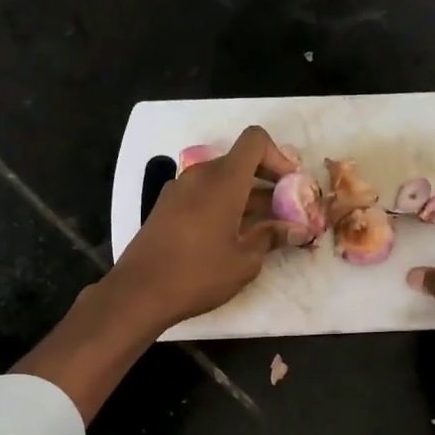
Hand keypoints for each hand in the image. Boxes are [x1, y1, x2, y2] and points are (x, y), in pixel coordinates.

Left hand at [103, 125, 303, 330]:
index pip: (255, 141)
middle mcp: (199, 175)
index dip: (279, 157)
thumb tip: (296, 229)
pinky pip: (203, 193)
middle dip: (266, 181)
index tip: (290, 186)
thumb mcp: (244, 261)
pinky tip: (231, 235)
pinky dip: (223, 204)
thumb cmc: (198, 275)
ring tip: (263, 228)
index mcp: (222, 180)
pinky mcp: (166, 207)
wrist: (138, 293)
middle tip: (284, 211)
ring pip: (221, 179)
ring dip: (245, 195)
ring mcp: (178, 190)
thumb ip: (271, 237)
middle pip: (240, 161)